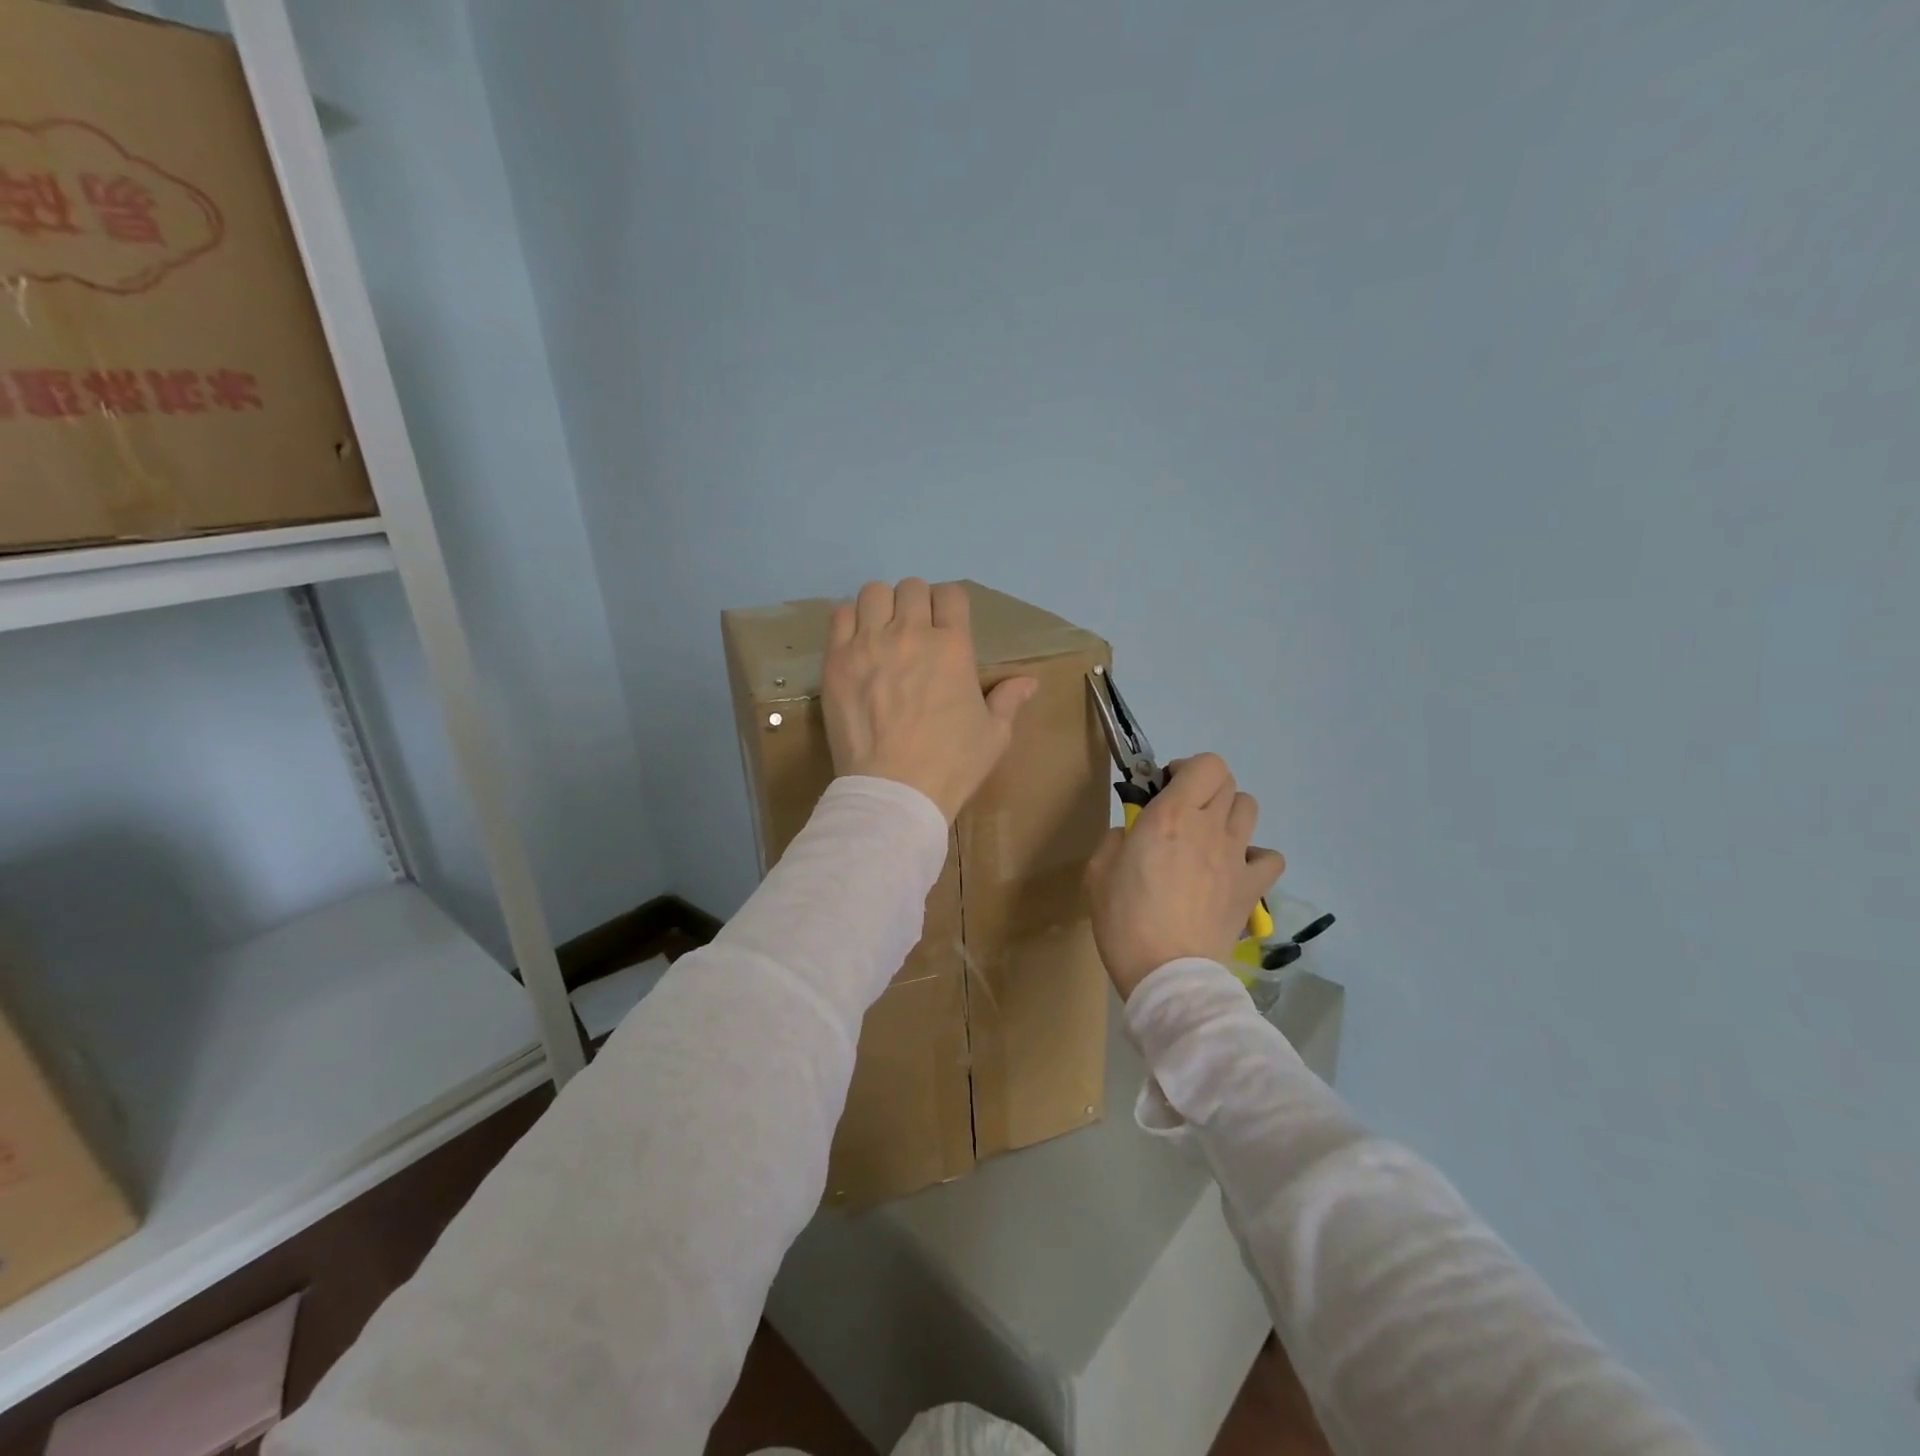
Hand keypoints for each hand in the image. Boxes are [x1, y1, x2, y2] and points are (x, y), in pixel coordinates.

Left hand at [821, 579, 1038, 821]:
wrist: (895, 789)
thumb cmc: (951, 764)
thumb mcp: (994, 735)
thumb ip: (1008, 701)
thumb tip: (1029, 682)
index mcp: (953, 646)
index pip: (951, 594)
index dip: (950, 605)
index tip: (946, 625)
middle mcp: (910, 633)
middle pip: (912, 587)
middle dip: (916, 603)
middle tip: (914, 632)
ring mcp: (869, 644)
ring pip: (873, 593)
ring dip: (882, 607)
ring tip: (882, 633)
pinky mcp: (837, 661)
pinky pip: (839, 615)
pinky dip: (850, 622)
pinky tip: (856, 645)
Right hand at [1085, 753, 1285, 999]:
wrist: (1168, 973)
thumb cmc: (1125, 921)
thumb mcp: (1097, 873)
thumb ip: (1115, 841)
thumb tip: (1132, 836)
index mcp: (1170, 816)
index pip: (1206, 765)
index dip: (1187, 768)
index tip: (1164, 788)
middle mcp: (1209, 827)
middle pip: (1227, 782)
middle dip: (1203, 788)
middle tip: (1180, 813)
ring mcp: (1236, 858)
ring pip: (1249, 809)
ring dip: (1228, 813)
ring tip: (1207, 837)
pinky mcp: (1251, 888)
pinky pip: (1270, 857)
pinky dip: (1256, 856)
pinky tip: (1233, 869)